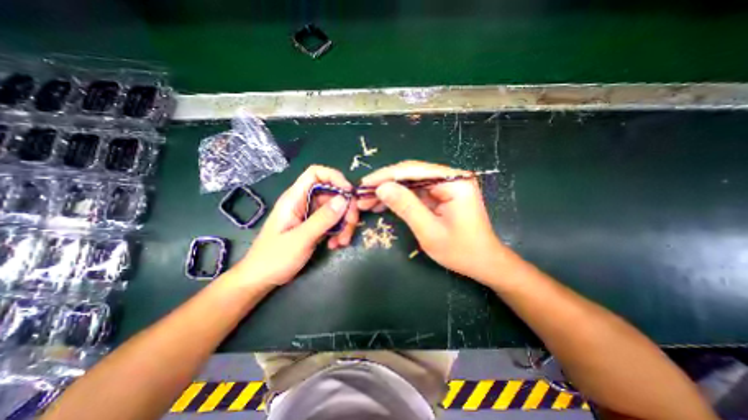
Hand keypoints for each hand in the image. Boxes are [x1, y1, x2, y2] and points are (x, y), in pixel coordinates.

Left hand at [233, 166, 362, 286]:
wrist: (262, 278)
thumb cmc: (274, 258)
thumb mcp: (300, 239)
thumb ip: (322, 219)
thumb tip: (344, 199)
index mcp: (295, 198)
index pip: (315, 174)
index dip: (335, 177)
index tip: (349, 193)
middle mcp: (304, 202)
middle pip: (332, 193)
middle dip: (345, 207)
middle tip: (351, 224)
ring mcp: (311, 215)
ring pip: (336, 209)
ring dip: (344, 223)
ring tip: (342, 241)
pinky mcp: (315, 226)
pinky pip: (334, 222)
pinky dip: (339, 231)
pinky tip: (336, 245)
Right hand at [356, 160, 501, 281]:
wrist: (483, 263)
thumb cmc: (461, 251)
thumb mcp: (430, 231)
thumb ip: (406, 207)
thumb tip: (381, 187)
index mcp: (454, 182)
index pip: (413, 170)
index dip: (386, 176)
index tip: (365, 183)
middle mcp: (450, 178)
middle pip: (410, 174)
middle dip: (385, 184)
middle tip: (362, 194)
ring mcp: (445, 186)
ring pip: (410, 183)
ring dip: (389, 192)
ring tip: (367, 202)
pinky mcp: (440, 195)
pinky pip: (415, 193)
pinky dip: (398, 199)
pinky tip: (382, 204)